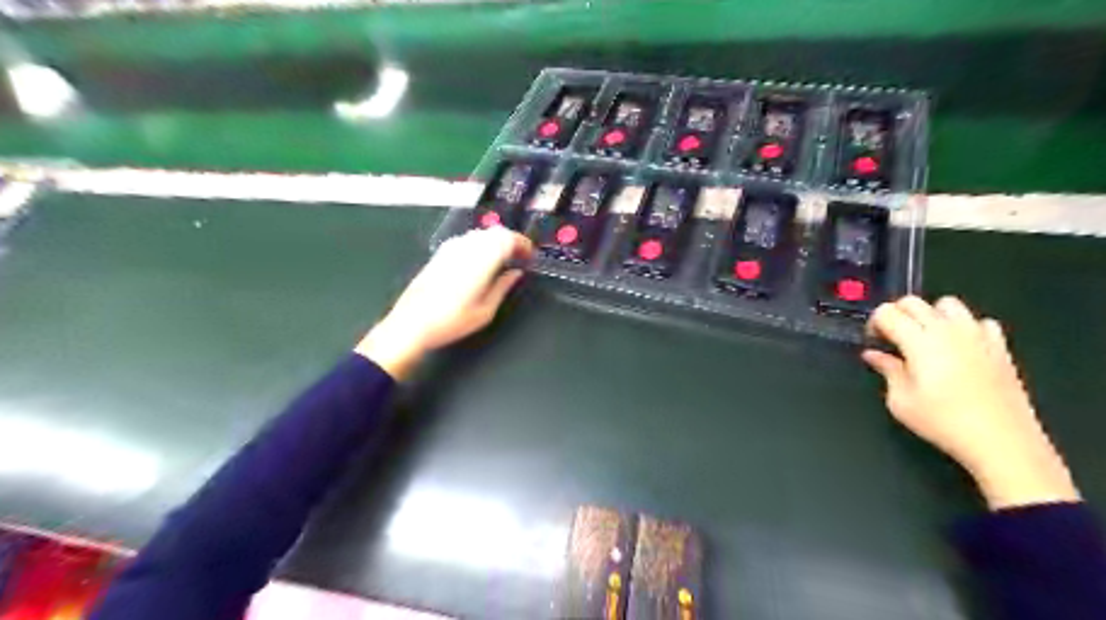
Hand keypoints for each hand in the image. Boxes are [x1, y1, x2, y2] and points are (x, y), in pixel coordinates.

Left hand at [355, 227, 532, 379]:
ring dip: (497, 243)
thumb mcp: (486, 310)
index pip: (509, 238)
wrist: (412, 323)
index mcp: (482, 258)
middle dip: (512, 242)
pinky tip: (483, 263)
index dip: (524, 245)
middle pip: (497, 232)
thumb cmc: (452, 320)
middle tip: (521, 258)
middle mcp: (468, 246)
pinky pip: (469, 240)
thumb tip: (516, 274)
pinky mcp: (441, 252)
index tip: (531, 257)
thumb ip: (504, 287)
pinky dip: (482, 245)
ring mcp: (452, 247)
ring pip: (482, 234)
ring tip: (504, 261)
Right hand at [863, 298, 1080, 509]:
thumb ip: (887, 370)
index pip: (887, 312)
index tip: (874, 342)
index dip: (874, 323)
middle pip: (913, 302)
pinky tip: (960, 348)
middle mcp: (947, 330)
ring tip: (925, 339)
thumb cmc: (942, 421)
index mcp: (918, 340)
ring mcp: (976, 335)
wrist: (1001, 441)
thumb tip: (873, 355)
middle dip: (896, 314)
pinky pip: (979, 321)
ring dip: (930, 315)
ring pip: (947, 303)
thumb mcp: (900, 400)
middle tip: (892, 339)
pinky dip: (965, 327)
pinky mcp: (999, 346)